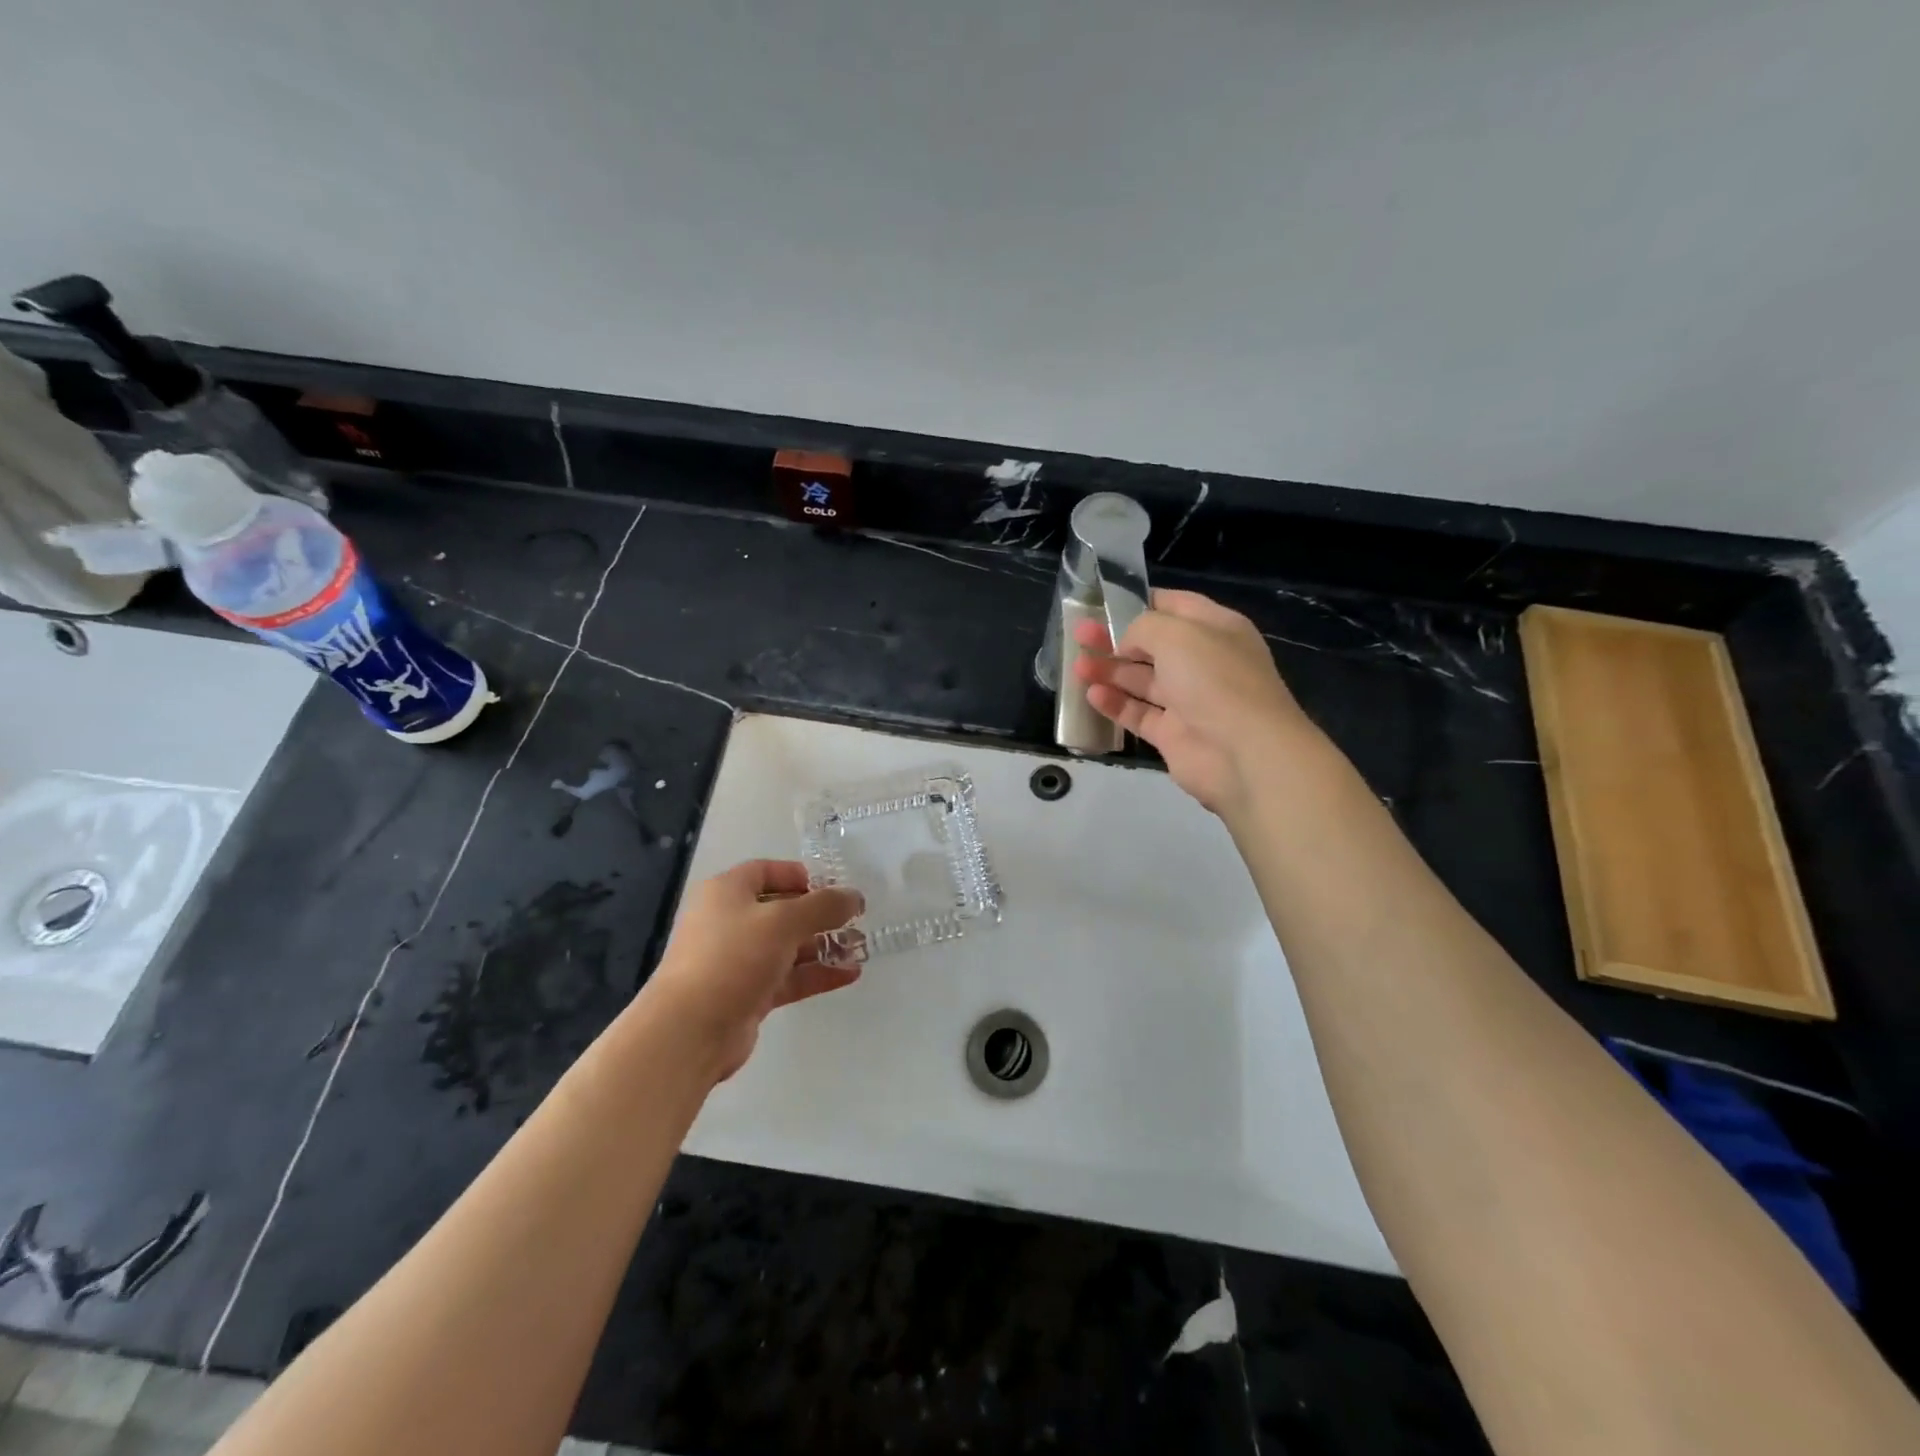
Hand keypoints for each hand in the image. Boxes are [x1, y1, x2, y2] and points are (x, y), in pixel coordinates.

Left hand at [641, 859, 863, 1082]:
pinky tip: (850, 975)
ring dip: (823, 946)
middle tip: (856, 920)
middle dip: (820, 915)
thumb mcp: (783, 921)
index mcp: (727, 892)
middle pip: (781, 910)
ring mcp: (738, 961)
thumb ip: (823, 906)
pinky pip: (788, 977)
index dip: (801, 875)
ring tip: (860, 948)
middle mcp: (730, 921)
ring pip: (787, 946)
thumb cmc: (733, 957)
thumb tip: (854, 897)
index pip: (767, 871)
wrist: (690, 1030)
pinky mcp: (748, 994)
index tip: (834, 888)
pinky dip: (816, 974)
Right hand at [1071, 588, 1313, 812]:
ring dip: (1109, 671)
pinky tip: (1092, 695)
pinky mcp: (1173, 734)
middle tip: (1080, 633)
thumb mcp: (1177, 634)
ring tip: (1076, 665)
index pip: (1175, 606)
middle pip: (1152, 644)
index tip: (1104, 602)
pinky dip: (1115, 704)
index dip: (1141, 601)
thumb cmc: (1215, 680)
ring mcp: (1189, 700)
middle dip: (1114, 637)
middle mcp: (1203, 662)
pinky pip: (1138, 714)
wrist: (1244, 753)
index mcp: (1216, 629)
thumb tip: (1125, 644)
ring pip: (1141, 680)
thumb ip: (1142, 627)